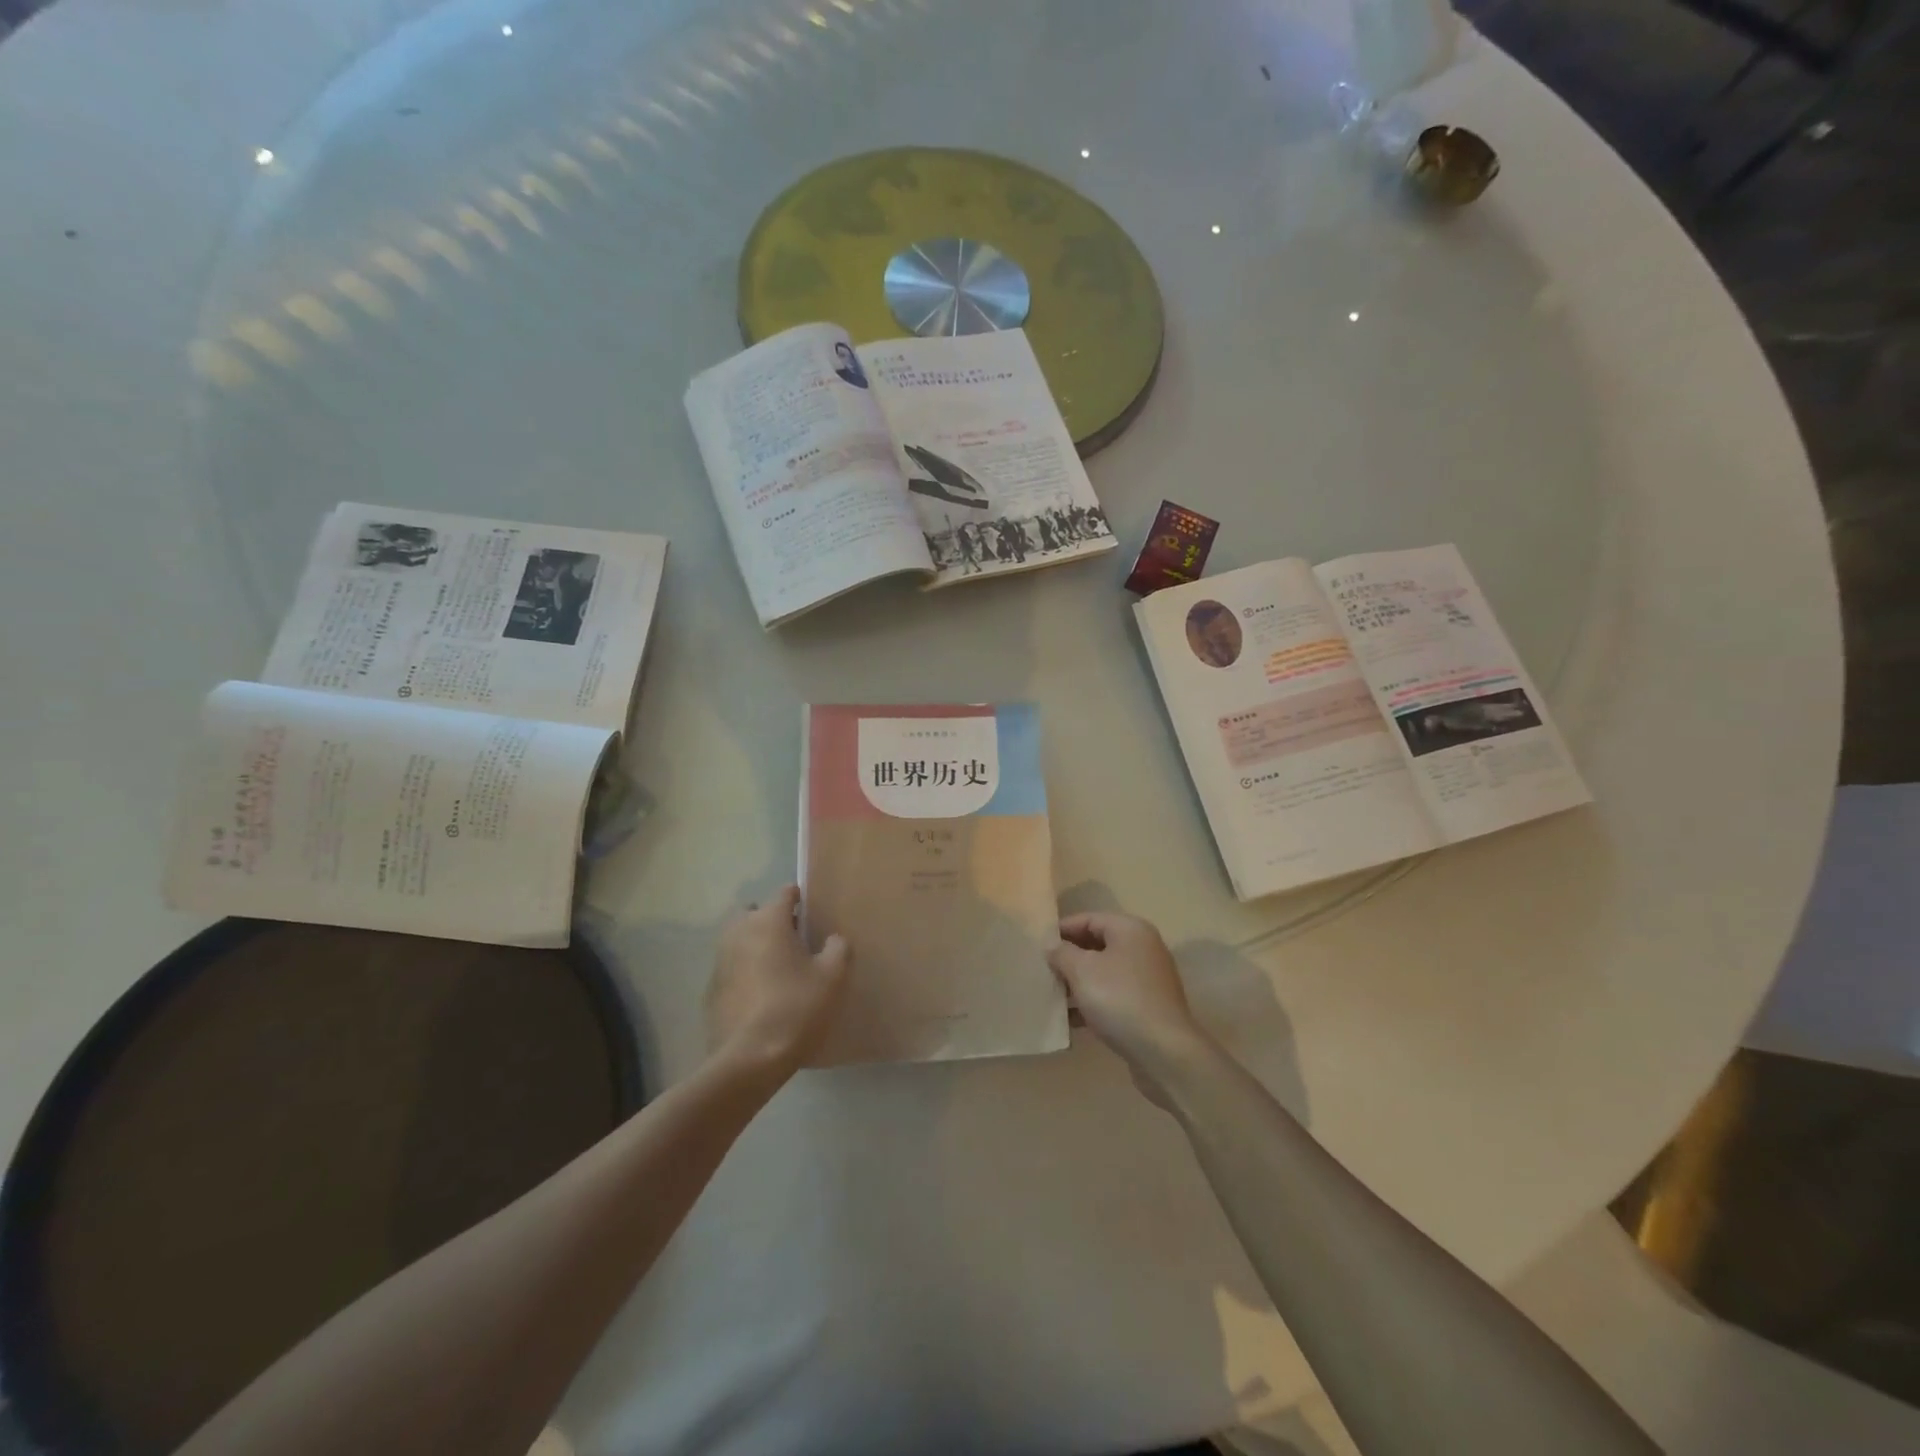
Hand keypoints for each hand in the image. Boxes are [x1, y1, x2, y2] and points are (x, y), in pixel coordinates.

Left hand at [707, 886, 850, 1078]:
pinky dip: (743, 973)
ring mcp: (720, 961)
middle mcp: (739, 932)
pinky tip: (760, 996)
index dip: (799, 897)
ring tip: (777, 968)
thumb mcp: (832, 977)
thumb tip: (833, 939)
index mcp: (768, 921)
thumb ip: (838, 949)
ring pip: (738, 940)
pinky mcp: (710, 990)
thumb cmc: (796, 1008)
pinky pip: (731, 969)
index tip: (811, 910)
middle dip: (770, 919)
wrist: (749, 1059)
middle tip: (793, 940)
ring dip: (754, 945)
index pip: (784, 893)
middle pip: (754, 913)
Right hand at [1048, 911, 1205, 1082]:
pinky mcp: (1148, 1007)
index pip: (1088, 919)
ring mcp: (1148, 979)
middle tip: (1042, 970)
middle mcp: (1143, 948)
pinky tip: (1070, 1020)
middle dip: (1068, 958)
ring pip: (1104, 973)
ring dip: (1078, 983)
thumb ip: (1062, 953)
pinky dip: (1093, 1003)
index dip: (1061, 929)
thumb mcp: (1081, 970)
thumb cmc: (1119, 999)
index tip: (1037, 945)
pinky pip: (1113, 996)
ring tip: (1051, 996)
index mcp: (1130, 930)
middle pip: (1097, 945)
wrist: (1164, 1052)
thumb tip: (1053, 947)